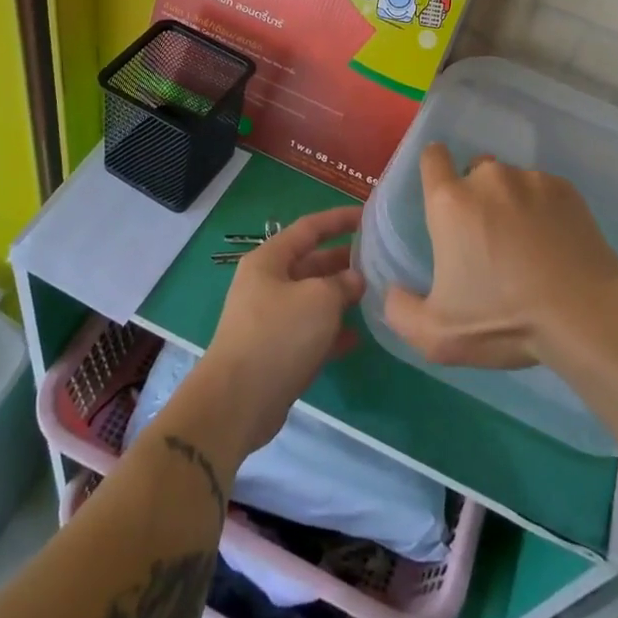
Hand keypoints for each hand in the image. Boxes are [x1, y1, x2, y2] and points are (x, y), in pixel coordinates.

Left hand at [195, 205, 363, 458]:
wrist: (238, 401)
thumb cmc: (279, 335)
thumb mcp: (319, 299)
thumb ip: (343, 283)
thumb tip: (355, 279)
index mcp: (269, 260)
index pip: (309, 228)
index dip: (339, 219)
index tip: (368, 216)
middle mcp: (266, 284)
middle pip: (310, 263)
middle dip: (343, 261)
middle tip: (379, 260)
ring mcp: (270, 319)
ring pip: (312, 299)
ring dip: (340, 297)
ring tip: (375, 296)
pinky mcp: (276, 351)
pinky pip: (309, 332)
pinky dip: (332, 332)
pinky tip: (358, 337)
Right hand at [383, 143, 617, 369]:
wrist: (585, 316)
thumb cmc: (504, 320)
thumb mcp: (437, 335)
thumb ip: (400, 311)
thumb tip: (393, 291)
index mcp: (450, 201)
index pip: (432, 157)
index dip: (434, 169)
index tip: (441, 194)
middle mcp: (489, 178)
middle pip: (474, 172)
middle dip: (476, 196)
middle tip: (487, 239)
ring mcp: (531, 180)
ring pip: (511, 182)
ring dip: (511, 203)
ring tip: (527, 245)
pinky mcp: (567, 190)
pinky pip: (544, 191)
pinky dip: (544, 210)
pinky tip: (554, 244)